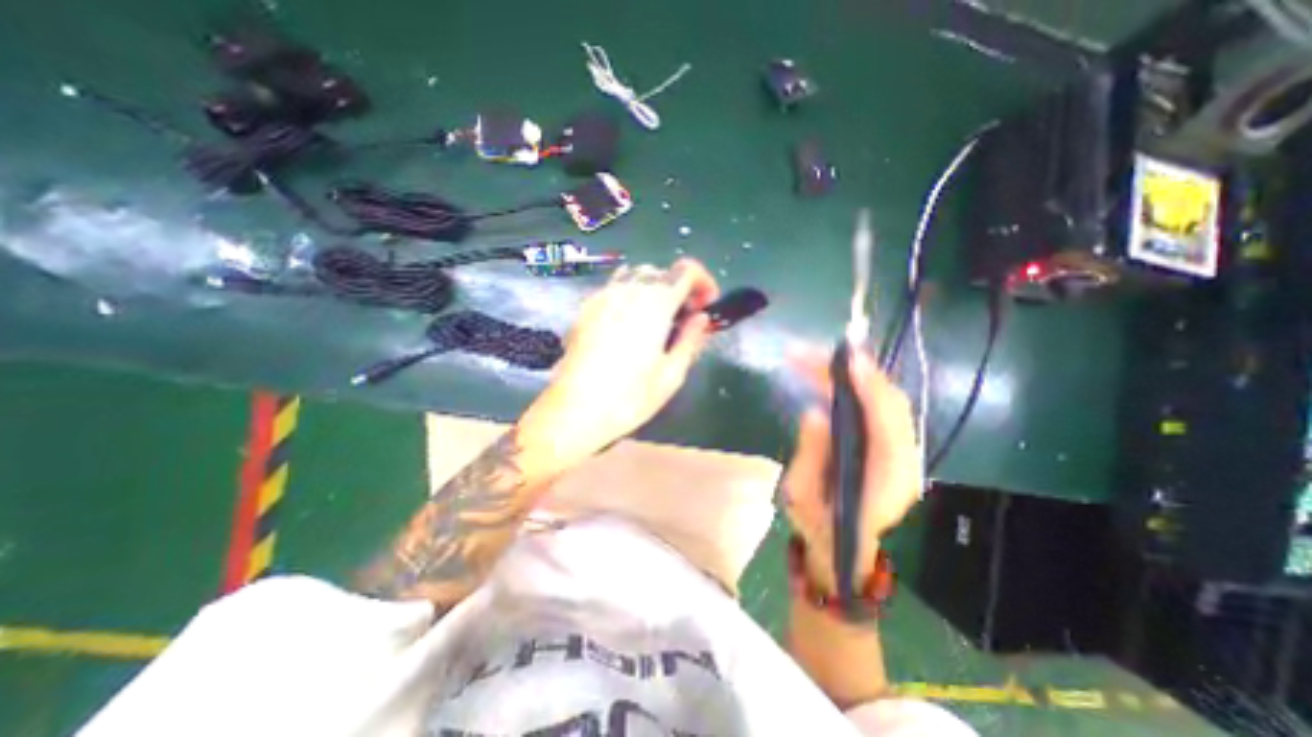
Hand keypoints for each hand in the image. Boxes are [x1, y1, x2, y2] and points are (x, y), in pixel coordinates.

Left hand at [521, 258, 722, 467]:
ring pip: (636, 276)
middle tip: (685, 318)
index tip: (707, 304)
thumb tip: (702, 318)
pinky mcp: (585, 309)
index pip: (686, 270)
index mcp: (655, 304)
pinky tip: (629, 325)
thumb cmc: (629, 398)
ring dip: (654, 289)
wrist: (574, 410)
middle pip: (661, 272)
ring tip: (657, 319)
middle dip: (679, 288)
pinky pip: (614, 288)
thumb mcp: (672, 374)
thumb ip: (690, 340)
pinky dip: (631, 296)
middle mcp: (628, 291)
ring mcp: (602, 297)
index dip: (703, 281)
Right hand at [777, 348, 919, 594]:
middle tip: (808, 353)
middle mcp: (904, 461)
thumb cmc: (819, 528)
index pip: (887, 424)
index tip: (847, 359)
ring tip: (810, 358)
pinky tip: (824, 375)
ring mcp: (899, 450)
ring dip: (848, 375)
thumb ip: (810, 456)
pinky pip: (873, 405)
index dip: (869, 388)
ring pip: (882, 399)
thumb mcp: (802, 498)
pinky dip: (851, 385)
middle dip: (850, 372)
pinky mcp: (887, 444)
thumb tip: (815, 412)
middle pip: (888, 403)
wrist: (841, 549)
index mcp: (888, 480)